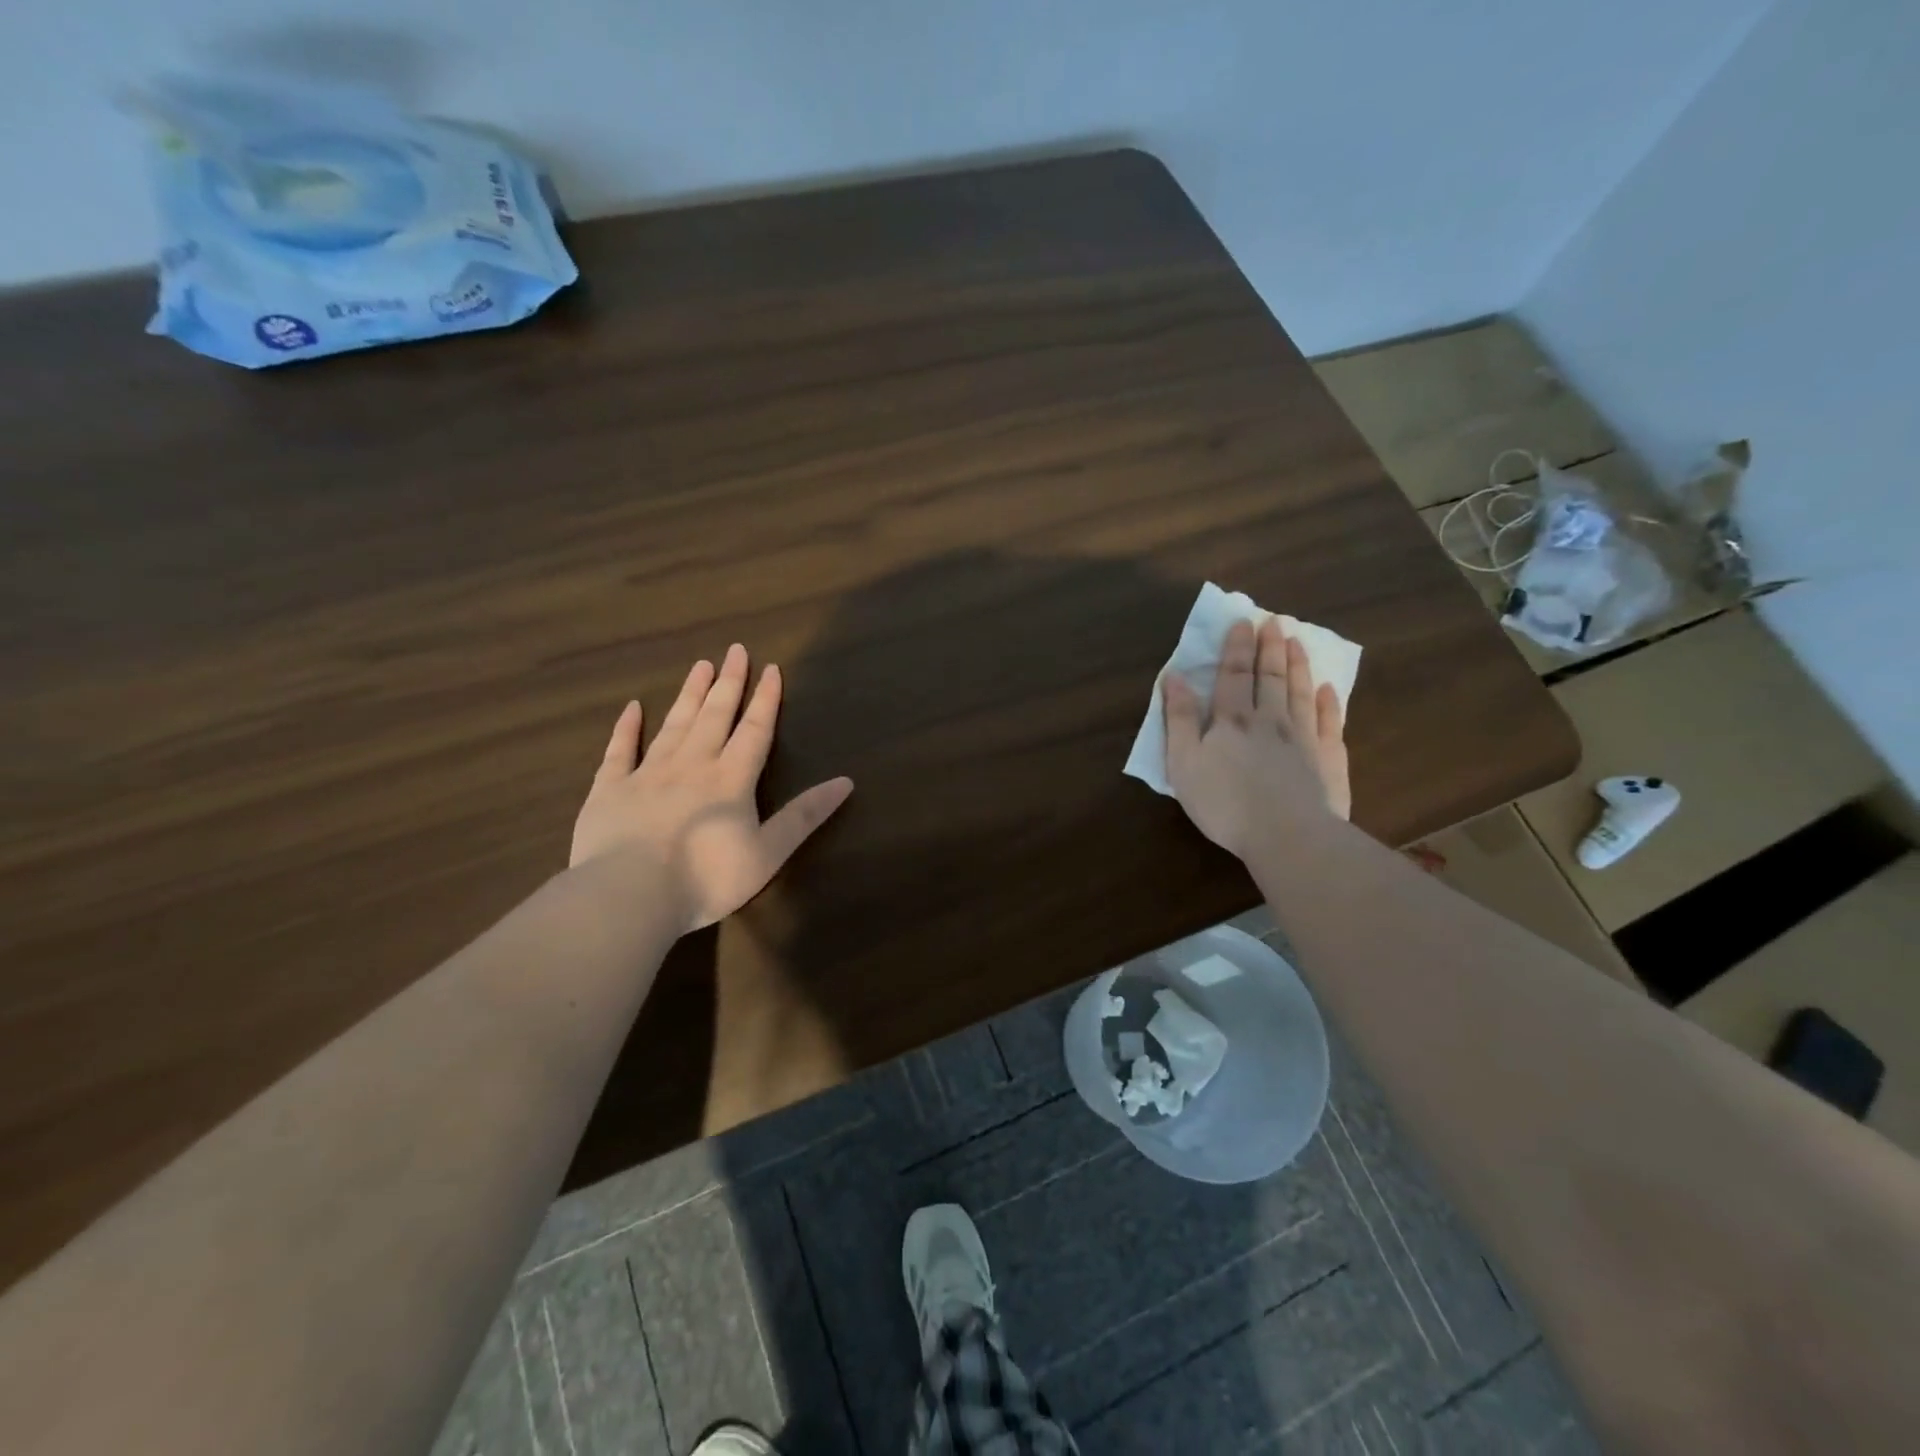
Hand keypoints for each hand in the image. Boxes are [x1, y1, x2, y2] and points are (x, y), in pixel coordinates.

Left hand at [570, 645, 853, 931]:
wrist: (629, 896)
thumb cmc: (706, 879)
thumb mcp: (768, 853)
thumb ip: (804, 816)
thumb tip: (846, 782)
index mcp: (730, 779)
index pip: (754, 731)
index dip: (766, 700)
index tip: (771, 668)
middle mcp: (691, 765)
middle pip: (714, 716)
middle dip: (728, 683)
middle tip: (734, 650)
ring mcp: (647, 774)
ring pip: (673, 725)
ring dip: (689, 695)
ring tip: (700, 666)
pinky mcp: (609, 790)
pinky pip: (619, 751)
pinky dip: (626, 728)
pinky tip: (632, 708)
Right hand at [1163, 615, 1350, 858]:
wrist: (1287, 835)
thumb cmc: (1224, 802)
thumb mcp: (1183, 763)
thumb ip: (1179, 719)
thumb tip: (1174, 678)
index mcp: (1232, 721)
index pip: (1234, 675)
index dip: (1237, 648)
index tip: (1243, 622)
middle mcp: (1270, 720)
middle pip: (1272, 677)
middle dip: (1270, 648)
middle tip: (1275, 622)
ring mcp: (1304, 739)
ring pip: (1301, 693)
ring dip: (1298, 666)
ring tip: (1298, 643)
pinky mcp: (1329, 761)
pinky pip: (1330, 724)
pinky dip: (1329, 704)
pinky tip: (1329, 690)